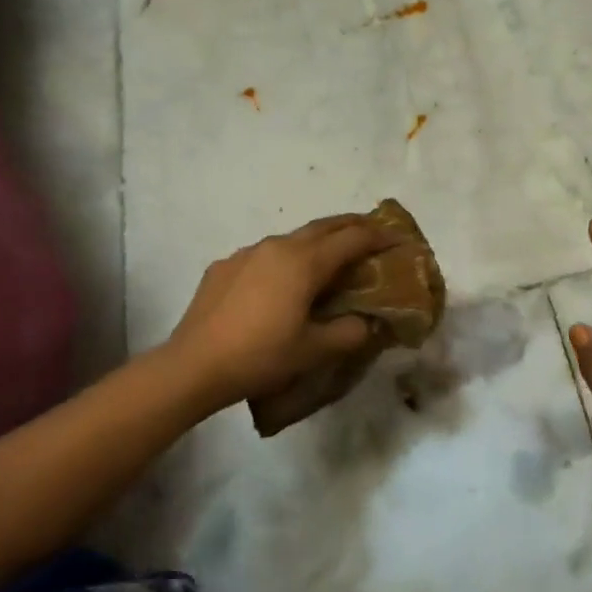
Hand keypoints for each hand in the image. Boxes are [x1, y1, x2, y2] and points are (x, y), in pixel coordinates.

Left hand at [166, 215, 396, 410]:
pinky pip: (264, 254)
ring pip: (292, 238)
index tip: (399, 240)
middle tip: (373, 234)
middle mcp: (277, 246)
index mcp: (304, 262)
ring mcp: (247, 253)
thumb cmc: (260, 356)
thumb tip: (365, 323)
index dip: (380, 237)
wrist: (193, 365)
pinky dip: (285, 260)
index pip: (352, 239)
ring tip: (329, 259)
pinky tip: (281, 283)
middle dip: (352, 226)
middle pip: (324, 226)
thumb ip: (348, 333)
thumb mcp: (314, 351)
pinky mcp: (224, 266)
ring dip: (317, 242)